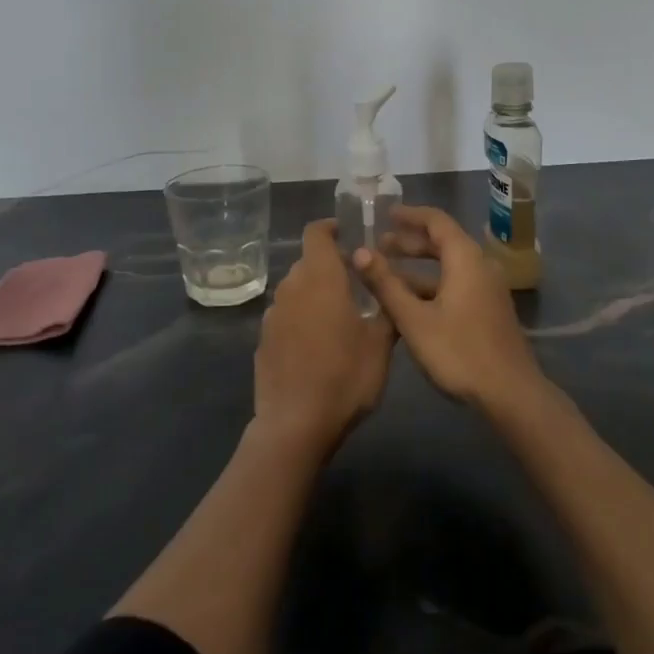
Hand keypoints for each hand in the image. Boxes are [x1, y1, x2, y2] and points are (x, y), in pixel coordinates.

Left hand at [253, 220, 394, 456]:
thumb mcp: (380, 344)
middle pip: (309, 263)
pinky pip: (286, 317)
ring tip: (339, 317)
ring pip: (296, 290)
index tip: (348, 233)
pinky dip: (301, 319)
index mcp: (321, 278)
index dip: (331, 227)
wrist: (296, 425)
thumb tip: (390, 285)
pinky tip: (317, 346)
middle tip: (357, 285)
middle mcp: (292, 288)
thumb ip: (386, 309)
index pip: (316, 233)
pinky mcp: (263, 341)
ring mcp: (273, 315)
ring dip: (315, 294)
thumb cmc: (345, 377)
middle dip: (331, 267)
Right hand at [355, 206, 541, 410]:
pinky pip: (457, 283)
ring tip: (387, 273)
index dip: (410, 215)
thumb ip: (386, 284)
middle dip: (410, 242)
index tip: (385, 214)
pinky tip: (409, 302)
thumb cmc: (459, 351)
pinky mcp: (489, 310)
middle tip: (379, 245)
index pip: (436, 221)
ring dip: (419, 266)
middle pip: (444, 242)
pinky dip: (432, 284)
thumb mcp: (414, 319)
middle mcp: (480, 266)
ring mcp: (487, 289)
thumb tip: (359, 252)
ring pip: (449, 266)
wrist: (510, 393)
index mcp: (465, 259)